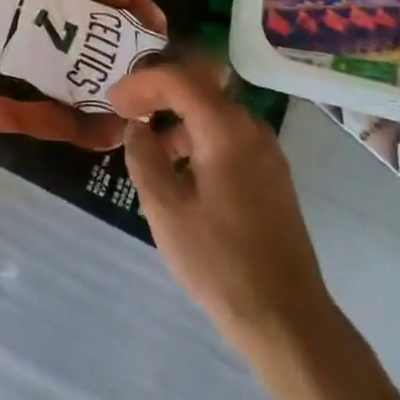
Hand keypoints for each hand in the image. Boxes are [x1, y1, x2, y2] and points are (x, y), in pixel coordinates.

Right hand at [112, 60, 329, 353]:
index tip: (112, 102)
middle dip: (159, 91)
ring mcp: (266, 150)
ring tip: (148, 144)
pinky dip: (199, 135)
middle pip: (199, 86)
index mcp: (225, 127)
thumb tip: (136, 128)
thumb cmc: (220, 262)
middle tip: (127, 110)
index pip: (177, 79)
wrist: (287, 320)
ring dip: (178, 115)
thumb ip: (144, 158)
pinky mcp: (272, 174)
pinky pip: (229, 134)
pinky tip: (180, 168)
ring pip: (215, 110)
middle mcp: (250, 127)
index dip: (140, 83)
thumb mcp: (166, 210)